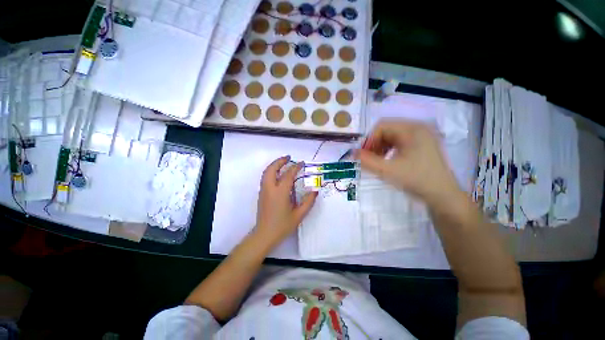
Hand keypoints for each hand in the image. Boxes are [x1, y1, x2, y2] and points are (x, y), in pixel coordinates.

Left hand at [254, 156, 317, 247]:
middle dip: (280, 161)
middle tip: (289, 157)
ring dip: (274, 165)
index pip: (288, 175)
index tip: (302, 163)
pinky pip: (265, 178)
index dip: (296, 167)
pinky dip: (271, 171)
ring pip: (266, 172)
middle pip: (272, 169)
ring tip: (283, 163)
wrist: (265, 235)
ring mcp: (264, 191)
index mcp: (280, 193)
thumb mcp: (299, 215)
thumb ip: (308, 202)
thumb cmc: (282, 226)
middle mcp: (270, 188)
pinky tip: (278, 174)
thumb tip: (315, 191)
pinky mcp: (261, 194)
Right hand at [357, 119, 461, 205]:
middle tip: (369, 160)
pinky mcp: (421, 145)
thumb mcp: (388, 170)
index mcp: (412, 129)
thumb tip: (352, 152)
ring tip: (378, 161)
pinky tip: (388, 161)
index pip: (382, 126)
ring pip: (392, 136)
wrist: (442, 196)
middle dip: (374, 144)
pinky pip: (399, 142)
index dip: (369, 140)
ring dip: (380, 147)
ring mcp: (421, 136)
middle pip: (387, 130)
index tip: (363, 155)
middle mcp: (417, 128)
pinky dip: (389, 150)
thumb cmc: (416, 180)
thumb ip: (367, 161)